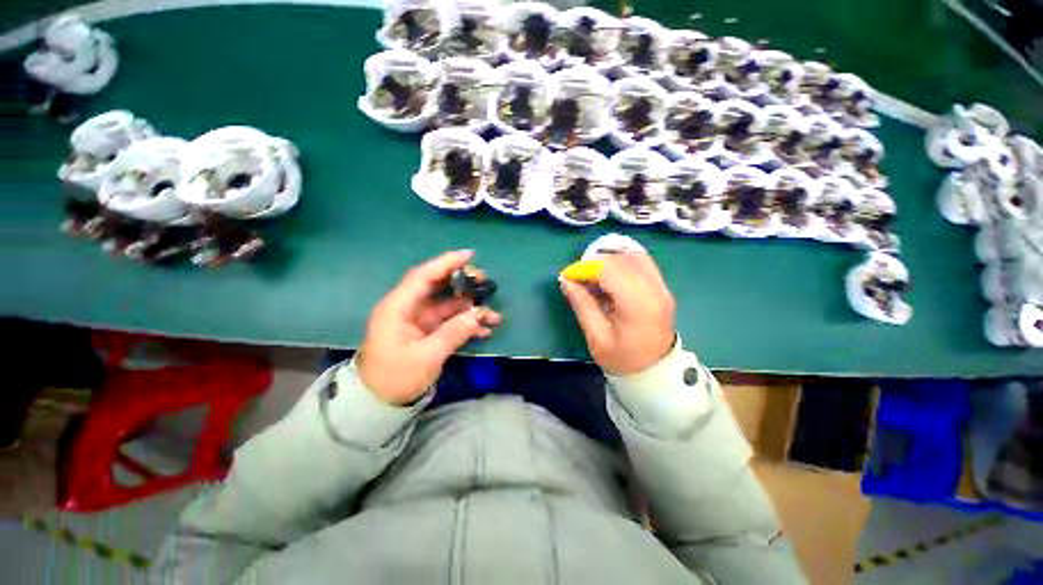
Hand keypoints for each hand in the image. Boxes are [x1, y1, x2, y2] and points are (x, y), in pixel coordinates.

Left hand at [357, 250, 501, 404]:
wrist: (380, 403)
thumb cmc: (395, 378)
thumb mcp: (425, 357)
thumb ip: (453, 333)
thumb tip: (478, 315)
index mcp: (398, 308)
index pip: (423, 276)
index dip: (446, 263)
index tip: (470, 255)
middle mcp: (409, 308)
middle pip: (439, 287)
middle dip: (463, 283)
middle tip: (486, 283)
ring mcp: (420, 320)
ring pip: (449, 305)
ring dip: (471, 308)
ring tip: (494, 314)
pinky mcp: (428, 332)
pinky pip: (451, 321)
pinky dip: (467, 324)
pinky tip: (485, 330)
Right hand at [561, 252, 675, 375]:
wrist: (656, 372)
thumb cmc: (623, 360)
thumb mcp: (597, 337)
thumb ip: (582, 305)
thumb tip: (566, 281)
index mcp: (638, 305)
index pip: (609, 270)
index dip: (585, 268)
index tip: (568, 277)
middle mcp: (654, 289)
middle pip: (621, 259)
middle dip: (595, 263)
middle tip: (579, 279)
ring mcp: (662, 287)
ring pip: (633, 256)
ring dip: (609, 261)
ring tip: (593, 278)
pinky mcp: (663, 287)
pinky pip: (642, 263)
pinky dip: (623, 263)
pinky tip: (610, 277)